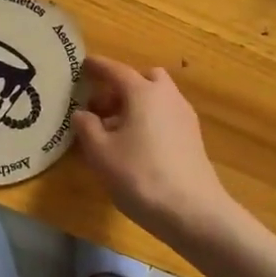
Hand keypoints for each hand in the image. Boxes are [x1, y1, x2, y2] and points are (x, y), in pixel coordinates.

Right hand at [71, 58, 232, 241]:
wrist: (192, 211)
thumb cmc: (140, 176)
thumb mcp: (101, 153)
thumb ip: (86, 127)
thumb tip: (82, 113)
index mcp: (143, 92)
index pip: (115, 70)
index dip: (97, 67)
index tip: (82, 65)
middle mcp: (167, 96)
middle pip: (143, 78)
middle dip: (121, 86)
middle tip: (101, 108)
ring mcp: (184, 116)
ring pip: (157, 97)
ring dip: (136, 104)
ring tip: (115, 131)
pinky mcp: (193, 137)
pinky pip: (166, 115)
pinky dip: (149, 119)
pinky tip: (137, 145)